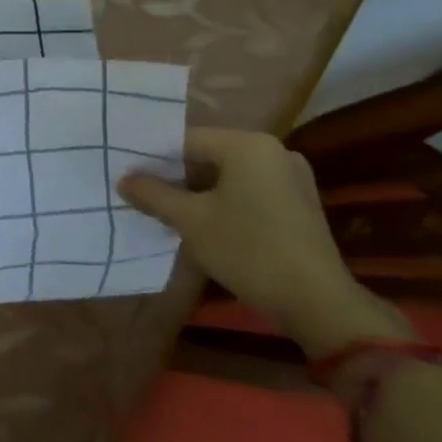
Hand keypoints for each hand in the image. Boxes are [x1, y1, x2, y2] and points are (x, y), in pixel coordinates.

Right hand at [119, 127, 407, 357]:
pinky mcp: (300, 202)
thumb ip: (154, 194)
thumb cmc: (247, 250)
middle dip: (177, 176)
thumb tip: (124, 179)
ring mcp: (292, 176)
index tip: (132, 179)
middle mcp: (274, 150)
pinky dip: (226, 200)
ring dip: (201, 191)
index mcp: (247, 145)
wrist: (317, 301)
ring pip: (230, 174)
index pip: (187, 140)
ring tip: (173, 212)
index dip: (155, 160)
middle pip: (210, 155)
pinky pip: (251, 189)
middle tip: (147, 197)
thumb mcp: (190, 221)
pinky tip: (209, 224)